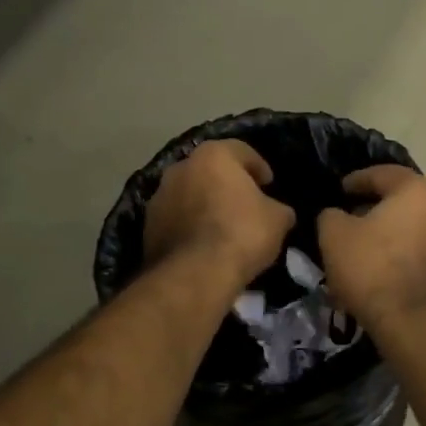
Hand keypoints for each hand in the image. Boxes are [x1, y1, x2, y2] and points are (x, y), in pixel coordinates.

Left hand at [143, 140, 295, 288]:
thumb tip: (277, 211)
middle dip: (226, 184)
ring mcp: (159, 196)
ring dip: (204, 204)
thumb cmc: (241, 234)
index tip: (269, 184)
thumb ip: (277, 208)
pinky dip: (188, 226)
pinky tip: (202, 245)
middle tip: (244, 204)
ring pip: (189, 194)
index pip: (241, 151)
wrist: (195, 274)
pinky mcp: (147, 225)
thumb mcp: (277, 220)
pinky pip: (175, 219)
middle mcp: (180, 167)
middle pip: (209, 170)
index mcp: (213, 156)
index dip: (259, 167)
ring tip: (221, 227)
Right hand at [316, 166, 425, 328]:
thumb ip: (331, 216)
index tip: (340, 191)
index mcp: (418, 190)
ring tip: (371, 253)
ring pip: (419, 230)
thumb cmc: (374, 269)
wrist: (419, 324)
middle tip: (353, 222)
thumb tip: (337, 215)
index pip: (383, 174)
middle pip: (405, 201)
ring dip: (396, 236)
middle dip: (378, 210)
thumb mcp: (334, 237)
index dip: (357, 181)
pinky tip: (390, 276)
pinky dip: (409, 259)